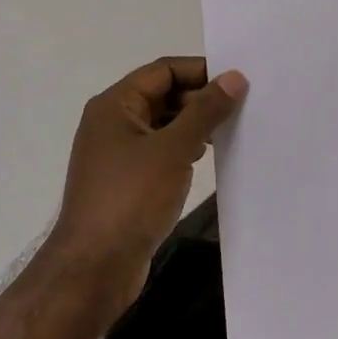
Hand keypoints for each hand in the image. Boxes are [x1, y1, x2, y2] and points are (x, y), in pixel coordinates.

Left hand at [45, 57, 247, 320]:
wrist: (94, 268)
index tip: (238, 79)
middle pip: (163, 95)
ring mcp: (118, 154)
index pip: (163, 70)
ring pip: (163, 125)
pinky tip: (208, 157)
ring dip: (195, 125)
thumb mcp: (173, 149)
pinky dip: (184, 149)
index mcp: (115, 105)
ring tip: (232, 129)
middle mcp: (113, 123)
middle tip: (243, 105)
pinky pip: (160, 152)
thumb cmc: (130, 199)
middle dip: (200, 98)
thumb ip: (205, 111)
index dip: (200, 71)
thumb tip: (234, 77)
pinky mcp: (127, 182)